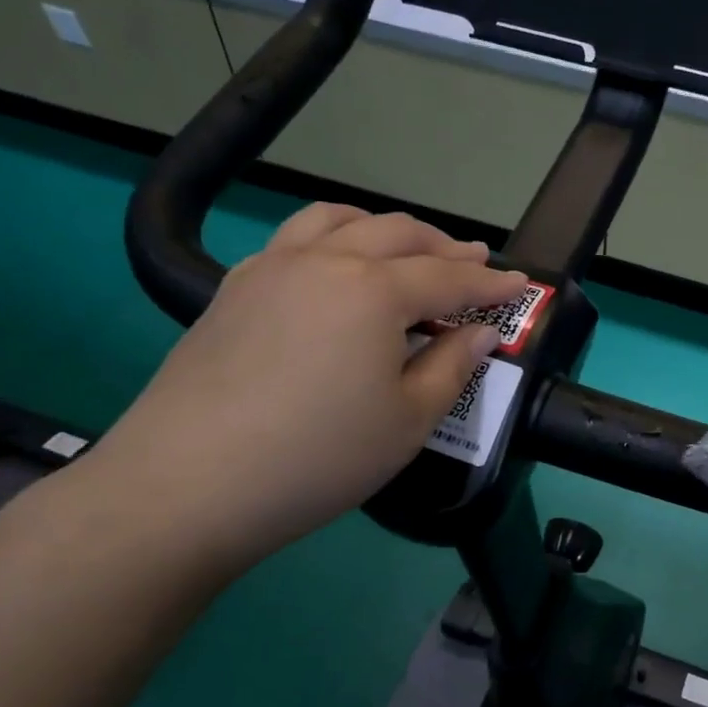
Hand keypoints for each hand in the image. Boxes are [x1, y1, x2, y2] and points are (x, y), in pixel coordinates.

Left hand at [77, 204, 525, 575]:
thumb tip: (478, 332)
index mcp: (375, 291)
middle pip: (398, 235)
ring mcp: (272, 269)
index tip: (521, 284)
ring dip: (384, 228)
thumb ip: (452, 367)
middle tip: (474, 260)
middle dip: (444, 246)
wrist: (186, 485)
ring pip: (339, 221)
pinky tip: (333, 269)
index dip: (492, 282)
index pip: (450, 277)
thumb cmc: (317, 457)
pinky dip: (330, 239)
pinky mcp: (234, 289)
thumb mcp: (408, 421)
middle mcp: (326, 262)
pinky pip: (293, 240)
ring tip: (405, 247)